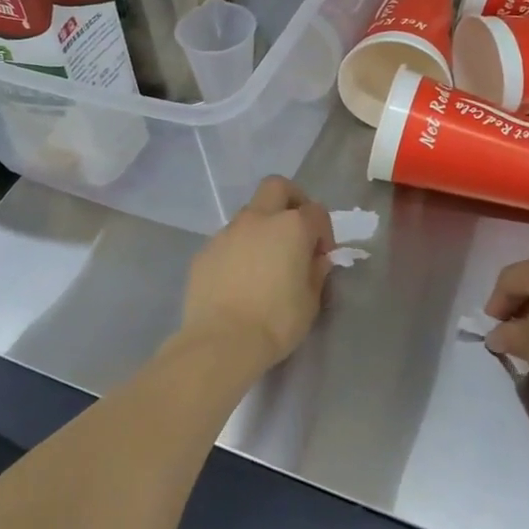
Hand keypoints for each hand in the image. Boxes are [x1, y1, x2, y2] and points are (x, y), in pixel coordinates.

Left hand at [180, 177, 334, 373]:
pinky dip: (238, 250)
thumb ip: (317, 273)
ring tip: (265, 262)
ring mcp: (227, 232)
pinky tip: (239, 280)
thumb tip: (317, 260)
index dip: (324, 231)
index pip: (316, 211)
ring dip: (262, 227)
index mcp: (291, 227)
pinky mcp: (204, 251)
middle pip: (276, 187)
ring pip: (249, 214)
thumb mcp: (311, 302)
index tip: (322, 256)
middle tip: (296, 231)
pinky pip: (227, 240)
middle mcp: (258, 219)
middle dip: (291, 200)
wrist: (221, 341)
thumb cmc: (276, 322)